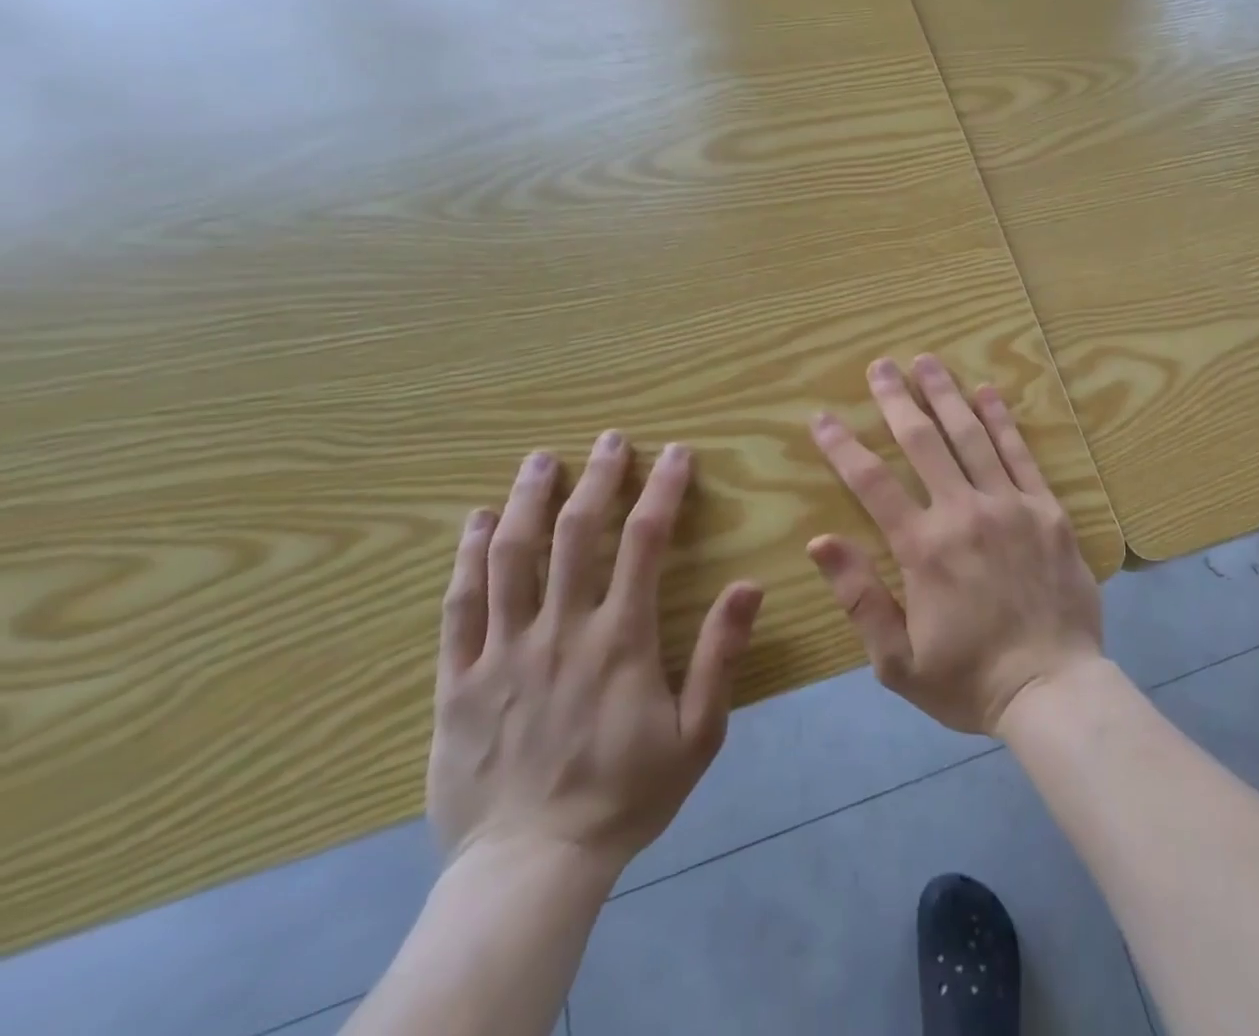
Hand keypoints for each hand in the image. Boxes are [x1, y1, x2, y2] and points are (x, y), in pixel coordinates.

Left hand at [428, 435, 762, 876]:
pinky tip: (476, 523)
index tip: (676, 453)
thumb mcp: (698, 733)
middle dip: (597, 477)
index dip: (662, 489)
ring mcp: (501, 652)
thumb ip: (720, 656)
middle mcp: (559, 630)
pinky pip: (459, 606)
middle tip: (609, 439)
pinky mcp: (457, 681)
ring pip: (510, 557)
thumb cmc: (625, 796)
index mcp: (620, 639)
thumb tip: (749, 584)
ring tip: (540, 460)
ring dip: (527, 500)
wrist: (530, 870)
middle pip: (574, 533)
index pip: (644, 541)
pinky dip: (467, 557)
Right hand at [807, 355, 1103, 734]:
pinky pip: (1021, 454)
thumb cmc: (969, 679)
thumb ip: (859, 596)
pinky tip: (988, 392)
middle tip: (880, 365)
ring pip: (972, 436)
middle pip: (923, 442)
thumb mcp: (897, 660)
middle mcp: (964, 513)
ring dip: (946, 395)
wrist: (1053, 689)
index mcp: (923, 548)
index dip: (843, 446)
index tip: (822, 417)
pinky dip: (1002, 420)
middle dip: (897, 399)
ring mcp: (1011, 505)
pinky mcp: (1048, 509)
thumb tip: (820, 540)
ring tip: (927, 361)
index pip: (872, 482)